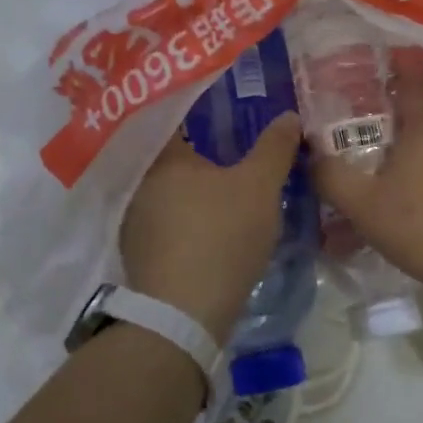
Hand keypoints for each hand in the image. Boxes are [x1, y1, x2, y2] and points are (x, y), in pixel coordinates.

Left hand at [120, 114, 302, 341]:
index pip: (177, 116)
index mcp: (161, 156)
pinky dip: (188, 215)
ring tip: (227, 182)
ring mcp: (134, 220)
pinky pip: (167, 219)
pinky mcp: (139, 252)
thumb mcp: (261, 186)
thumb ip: (275, 147)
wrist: (184, 315)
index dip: (205, 109)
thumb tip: (288, 116)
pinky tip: (211, 222)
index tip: (230, 107)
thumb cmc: (221, 236)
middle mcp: (139, 182)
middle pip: (173, 154)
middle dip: (203, 149)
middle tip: (237, 144)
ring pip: (170, 189)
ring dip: (194, 185)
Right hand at [310, 74, 422, 303]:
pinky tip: (419, 178)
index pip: (410, 76)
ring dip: (419, 130)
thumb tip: (312, 155)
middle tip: (369, 115)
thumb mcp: (364, 206)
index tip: (362, 79)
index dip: (387, 72)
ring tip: (390, 147)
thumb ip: (332, 177)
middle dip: (400, 101)